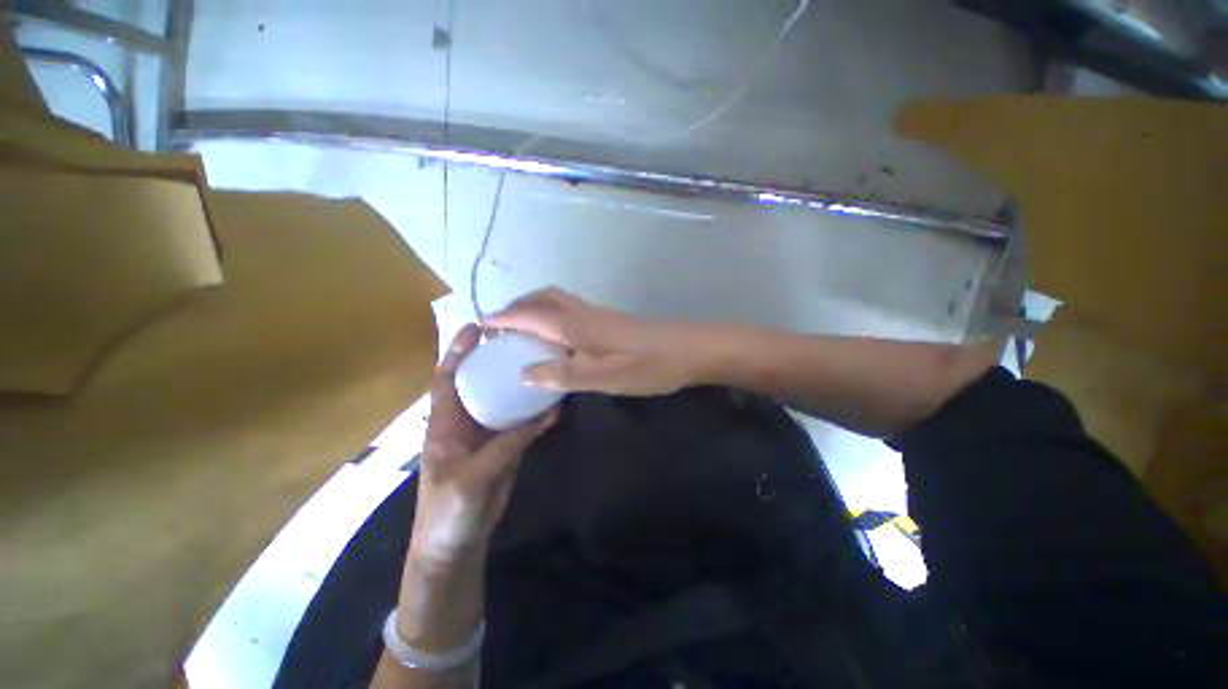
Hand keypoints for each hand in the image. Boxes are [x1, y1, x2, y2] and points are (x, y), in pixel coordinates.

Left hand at [410, 324, 557, 564]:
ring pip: (504, 401)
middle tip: (520, 339)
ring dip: (519, 385)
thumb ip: (504, 445)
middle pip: (481, 383)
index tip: (476, 328)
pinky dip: (537, 414)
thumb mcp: (471, 479)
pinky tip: (554, 403)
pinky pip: (522, 424)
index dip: (458, 352)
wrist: (456, 544)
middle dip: (495, 360)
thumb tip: (543, 413)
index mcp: (446, 423)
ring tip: (541, 363)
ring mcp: (488, 434)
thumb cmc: (447, 511)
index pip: (448, 378)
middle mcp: (467, 421)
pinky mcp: (506, 447)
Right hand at [484, 287, 698, 395]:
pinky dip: (552, 313)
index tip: (481, 325)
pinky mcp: (612, 319)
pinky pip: (571, 308)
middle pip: (543, 298)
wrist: (692, 349)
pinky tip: (557, 333)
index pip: (531, 316)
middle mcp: (585, 313)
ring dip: (534, 307)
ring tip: (521, 326)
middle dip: (517, 306)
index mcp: (578, 327)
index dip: (505, 319)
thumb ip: (565, 375)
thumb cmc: (651, 366)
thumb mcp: (607, 378)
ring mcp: (600, 313)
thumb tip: (524, 373)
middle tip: (499, 324)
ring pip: (558, 300)